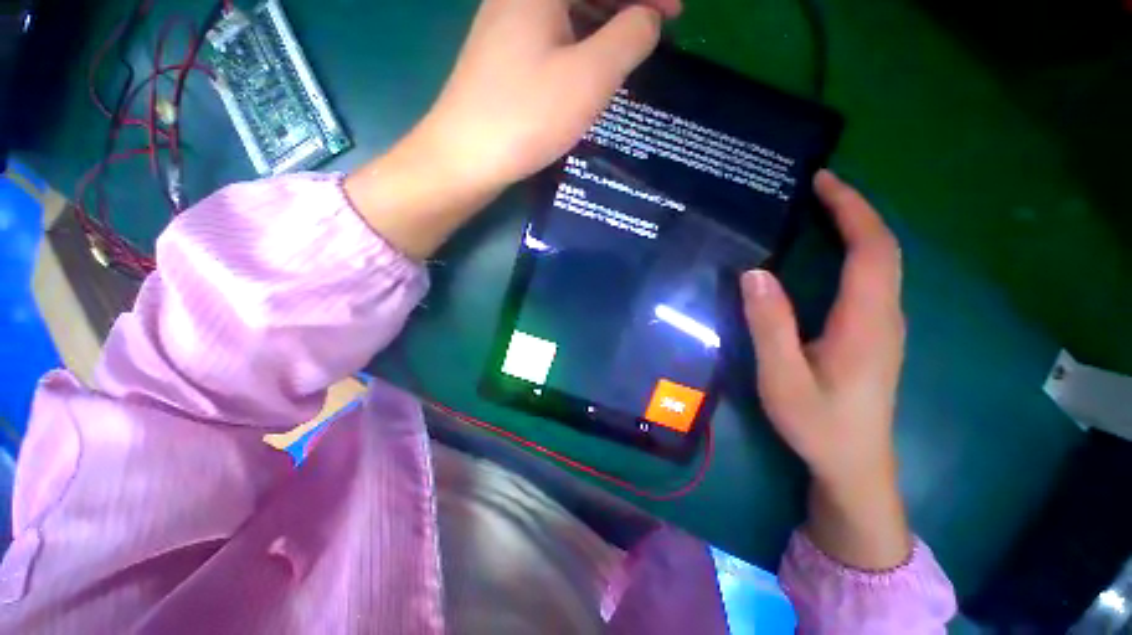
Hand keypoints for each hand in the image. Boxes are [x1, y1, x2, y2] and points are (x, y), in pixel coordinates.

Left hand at [346, 0, 681, 259]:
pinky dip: (580, 42)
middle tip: (657, 28)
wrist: (465, 156)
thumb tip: (647, 18)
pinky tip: (590, 65)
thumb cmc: (528, 116)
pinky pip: (552, 34)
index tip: (676, 12)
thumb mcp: (589, 77)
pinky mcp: (503, 55)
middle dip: (626, 3)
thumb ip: (629, 37)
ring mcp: (507, 24)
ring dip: (604, 22)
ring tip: (629, 49)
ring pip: (568, 10)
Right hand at [741, 170, 910, 569]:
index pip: (872, 249)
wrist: (854, 465)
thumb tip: (754, 273)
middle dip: (855, 210)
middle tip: (817, 188)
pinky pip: (872, 279)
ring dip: (857, 228)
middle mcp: (884, 315)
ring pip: (881, 263)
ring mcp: (883, 325)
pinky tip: (829, 253)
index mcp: (866, 321)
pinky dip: (855, 252)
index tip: (823, 181)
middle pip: (883, 249)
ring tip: (820, 210)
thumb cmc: (818, 424)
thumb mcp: (783, 378)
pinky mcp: (874, 334)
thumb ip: (770, 325)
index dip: (851, 209)